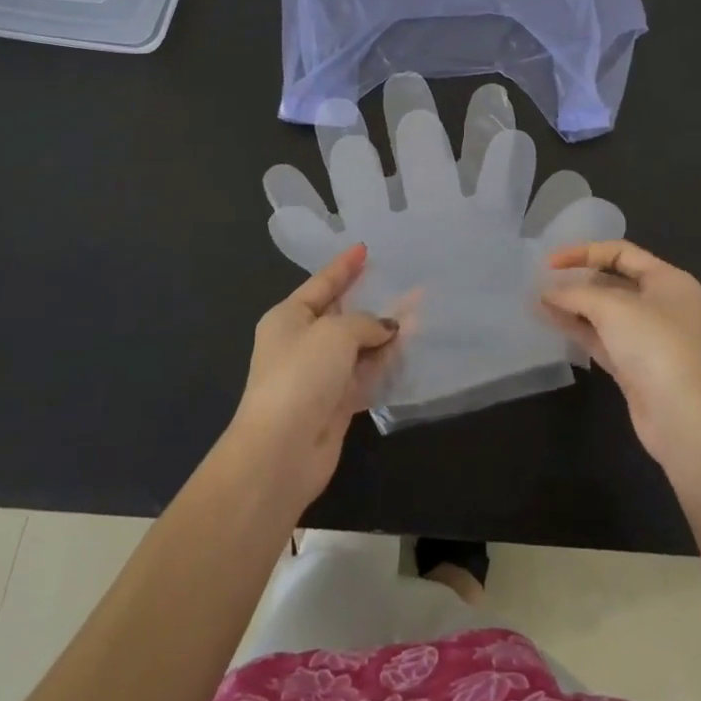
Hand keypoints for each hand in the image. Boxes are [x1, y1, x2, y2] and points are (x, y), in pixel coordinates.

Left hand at [229, 244, 399, 504]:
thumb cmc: (301, 376)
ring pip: (358, 346)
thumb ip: (366, 322)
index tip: (365, 248)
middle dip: (373, 300)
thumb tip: (386, 329)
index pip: (322, 283)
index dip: (345, 266)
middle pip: (343, 314)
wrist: (281, 453)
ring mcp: (319, 375)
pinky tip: (408, 350)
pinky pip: (365, 374)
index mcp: (289, 317)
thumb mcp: (335, 333)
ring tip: (419, 315)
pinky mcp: (335, 403)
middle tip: (404, 283)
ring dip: (385, 333)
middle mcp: (302, 342)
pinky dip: (384, 363)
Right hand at [542, 241, 700, 468]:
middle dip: (578, 280)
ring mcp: (647, 336)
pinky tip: (550, 320)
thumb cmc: (655, 346)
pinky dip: (577, 327)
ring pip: (604, 312)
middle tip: (543, 281)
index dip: (584, 252)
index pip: (621, 252)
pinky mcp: (634, 365)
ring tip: (539, 300)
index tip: (550, 262)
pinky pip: (601, 337)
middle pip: (613, 281)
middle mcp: (660, 303)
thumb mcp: (613, 308)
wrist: (684, 419)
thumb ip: (576, 294)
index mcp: (667, 279)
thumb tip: (547, 293)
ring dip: (573, 305)